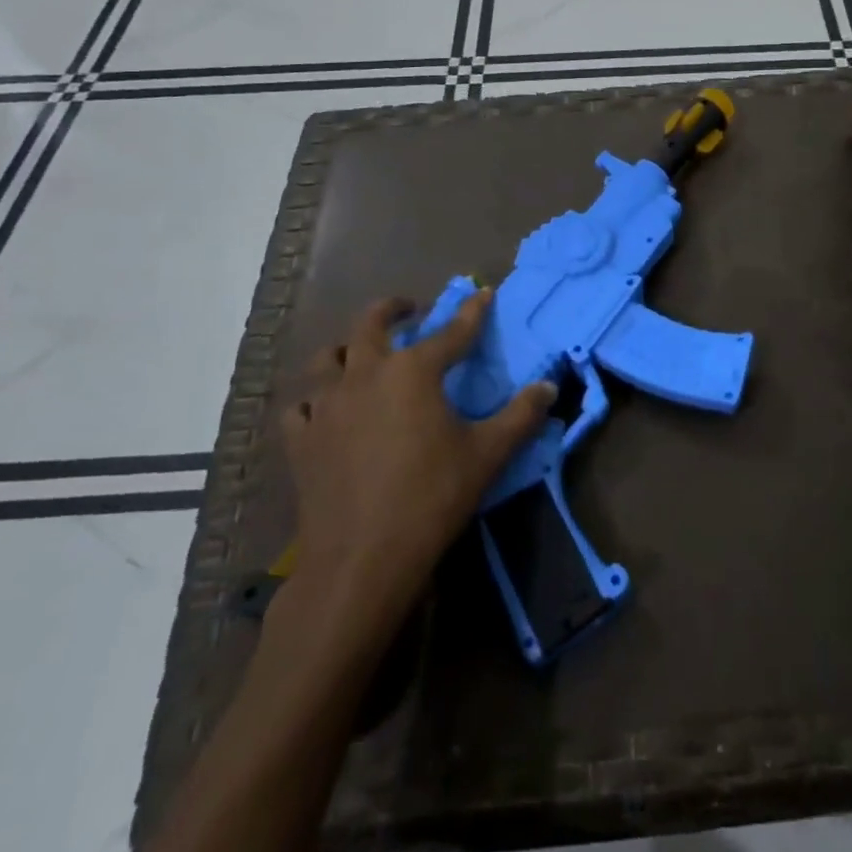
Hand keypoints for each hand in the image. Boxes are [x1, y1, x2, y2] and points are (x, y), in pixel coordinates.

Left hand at [280, 291, 553, 633]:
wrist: (361, 559)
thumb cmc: (431, 498)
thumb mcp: (487, 454)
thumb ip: (521, 416)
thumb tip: (549, 387)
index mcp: (413, 371)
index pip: (452, 331)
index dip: (472, 311)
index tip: (483, 293)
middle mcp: (366, 374)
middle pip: (371, 324)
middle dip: (392, 309)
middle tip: (408, 309)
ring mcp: (327, 405)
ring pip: (328, 358)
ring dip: (347, 348)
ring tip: (360, 353)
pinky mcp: (302, 440)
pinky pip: (302, 406)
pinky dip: (315, 400)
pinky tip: (325, 411)